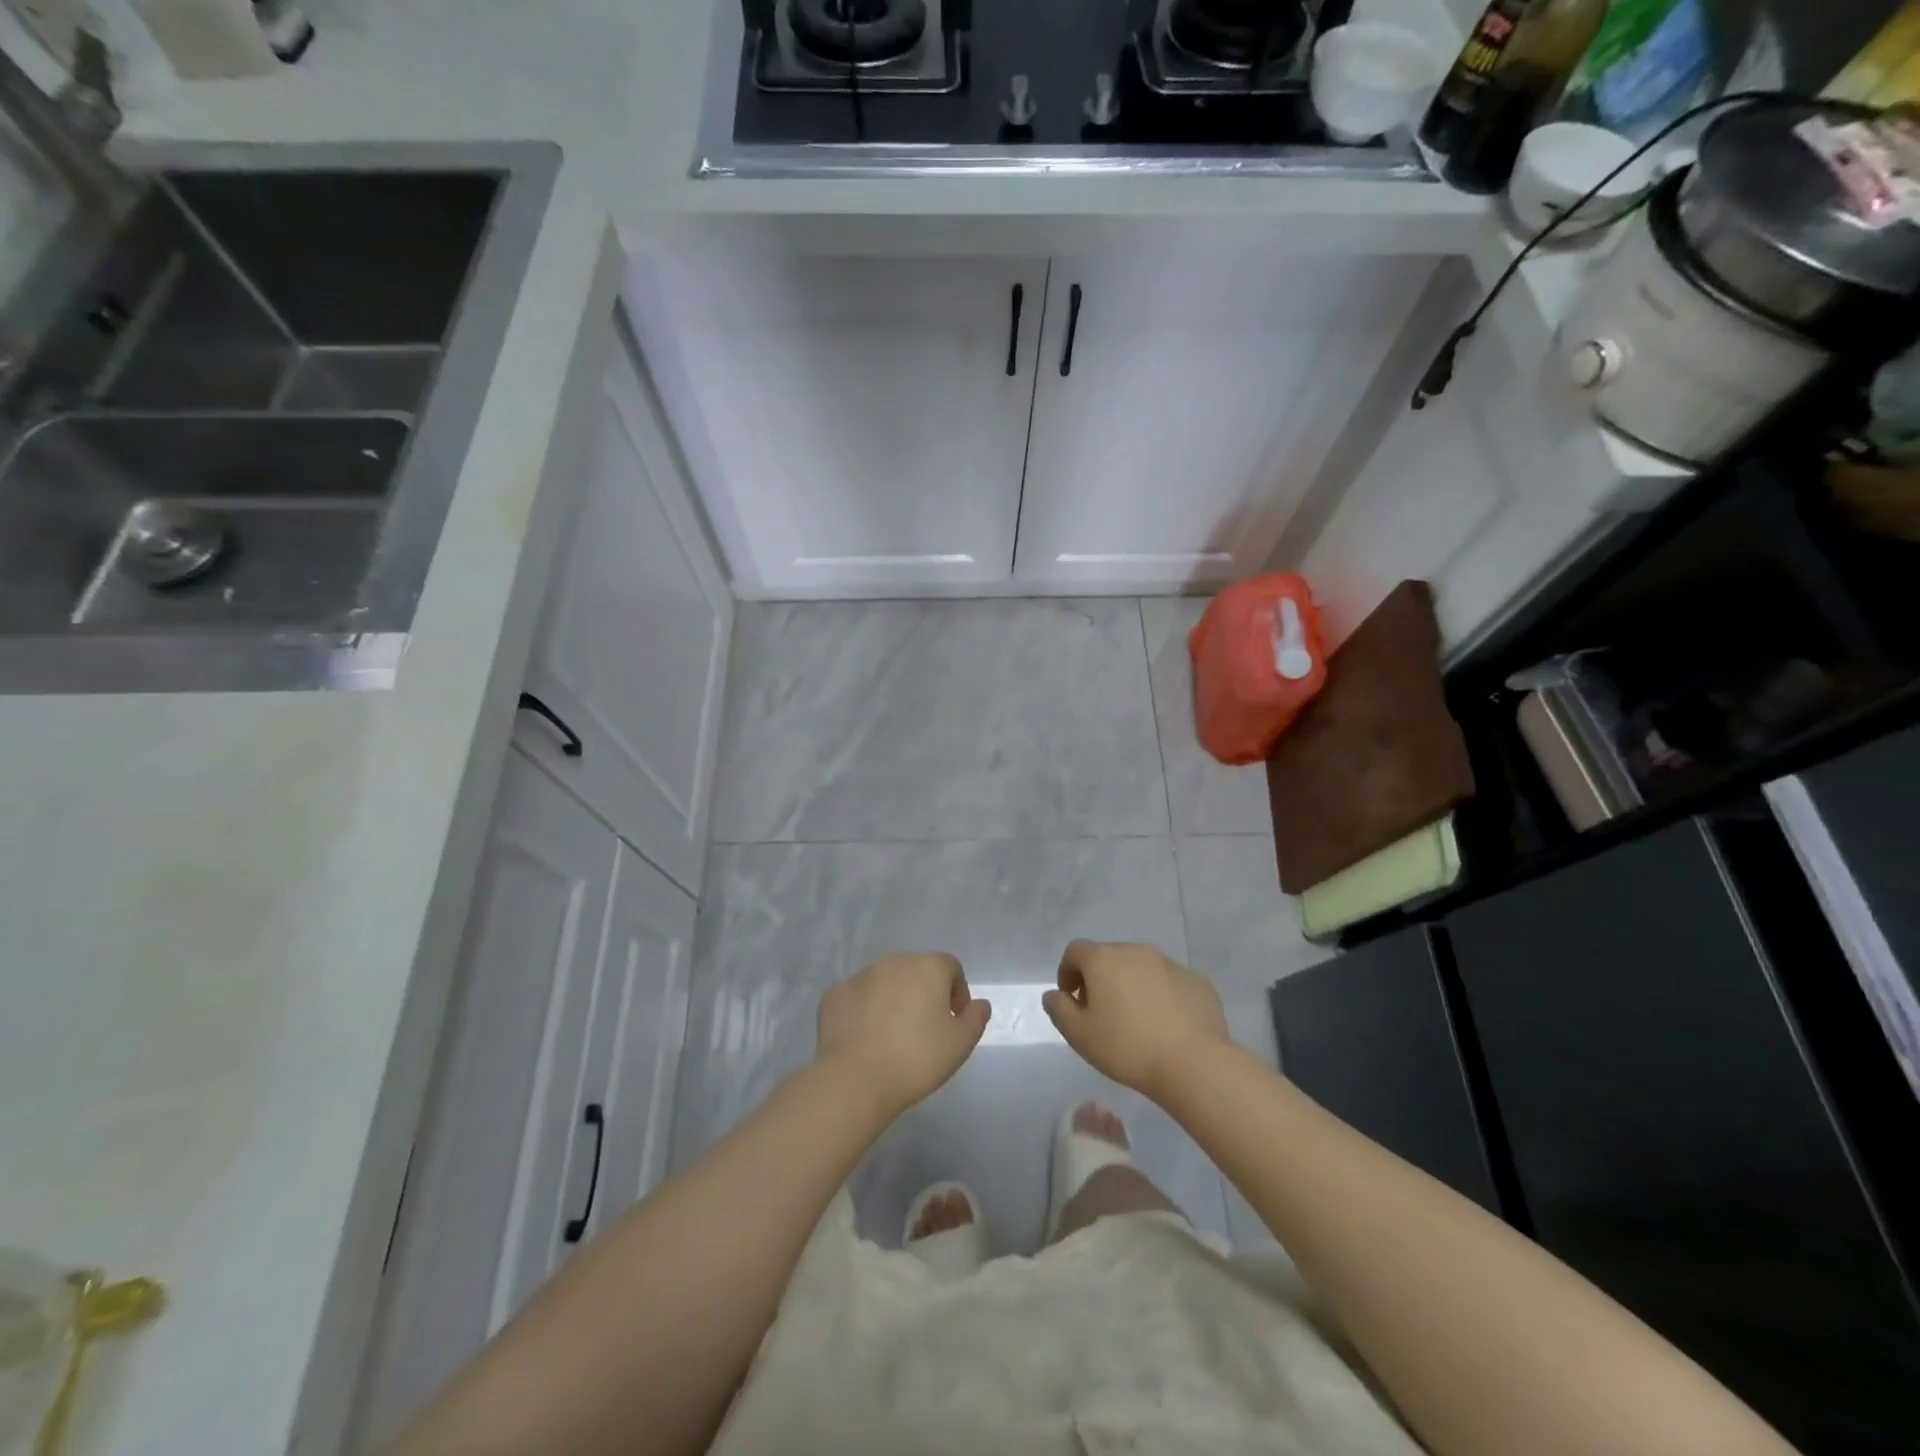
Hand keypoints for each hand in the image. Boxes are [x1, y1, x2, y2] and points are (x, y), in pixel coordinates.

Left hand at [815, 953, 991, 1114]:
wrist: (855, 1079)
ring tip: (893, 1036)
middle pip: (916, 971)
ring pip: (885, 982)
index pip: (951, 968)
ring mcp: (860, 976)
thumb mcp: (961, 1044)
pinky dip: (864, 1011)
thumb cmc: (916, 1059)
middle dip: (924, 994)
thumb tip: (979, 1004)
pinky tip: (865, 1039)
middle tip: (925, 1029)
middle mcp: (894, 962)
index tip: (954, 1020)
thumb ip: (975, 1018)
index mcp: (927, 967)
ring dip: (894, 1000)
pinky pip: (858, 998)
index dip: (957, 992)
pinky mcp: (834, 994)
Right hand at [1043, 940, 1228, 1099]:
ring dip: (1132, 986)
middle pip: (1109, 957)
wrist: (1193, 1063)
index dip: (1067, 971)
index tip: (1070, 999)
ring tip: (1135, 1021)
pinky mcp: (1197, 982)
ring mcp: (1170, 964)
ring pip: (1142, 968)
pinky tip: (1166, 1026)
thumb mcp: (1079, 1035)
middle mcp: (1136, 951)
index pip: (1075, 951)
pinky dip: (1162, 996)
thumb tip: (1054, 995)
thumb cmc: (1126, 1047)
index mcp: (1104, 959)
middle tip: (1101, 1013)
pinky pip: (1170, 983)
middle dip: (1100, 979)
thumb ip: (1059, 1009)